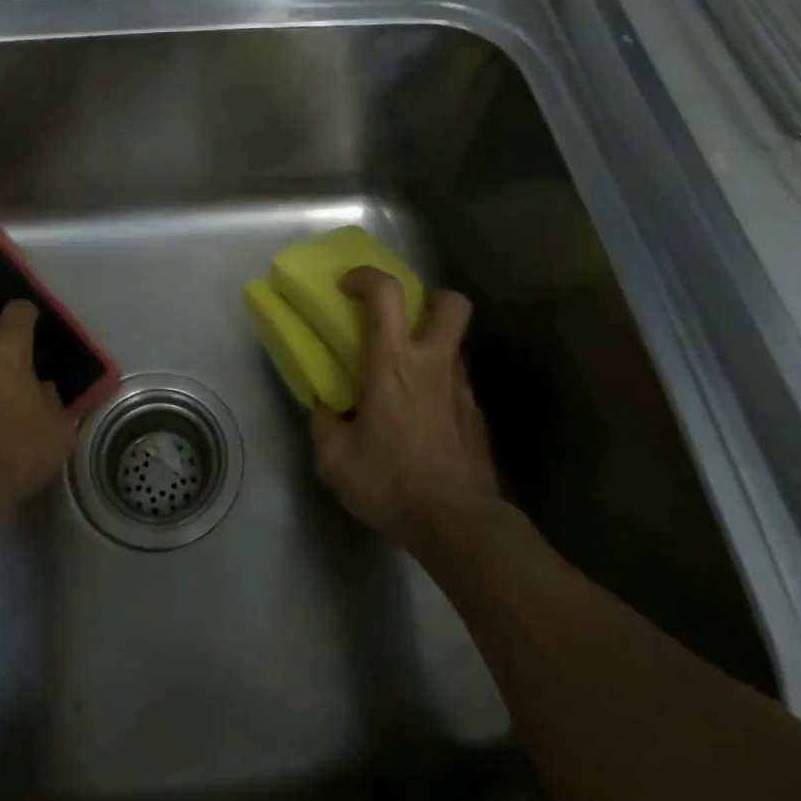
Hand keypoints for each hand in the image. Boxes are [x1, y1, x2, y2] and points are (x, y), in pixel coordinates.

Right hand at [310, 267, 498, 543]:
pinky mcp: (477, 416)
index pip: (386, 293)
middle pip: (451, 303)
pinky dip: (437, 387)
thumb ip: (324, 423)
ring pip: (454, 344)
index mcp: (393, 362)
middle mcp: (433, 363)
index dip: (365, 277)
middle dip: (429, 296)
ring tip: (404, 378)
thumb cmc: (391, 482)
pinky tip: (421, 419)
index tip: (347, 288)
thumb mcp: (334, 459)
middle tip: (403, 317)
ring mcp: (462, 389)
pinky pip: (455, 384)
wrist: (458, 524)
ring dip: (431, 345)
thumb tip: (325, 407)